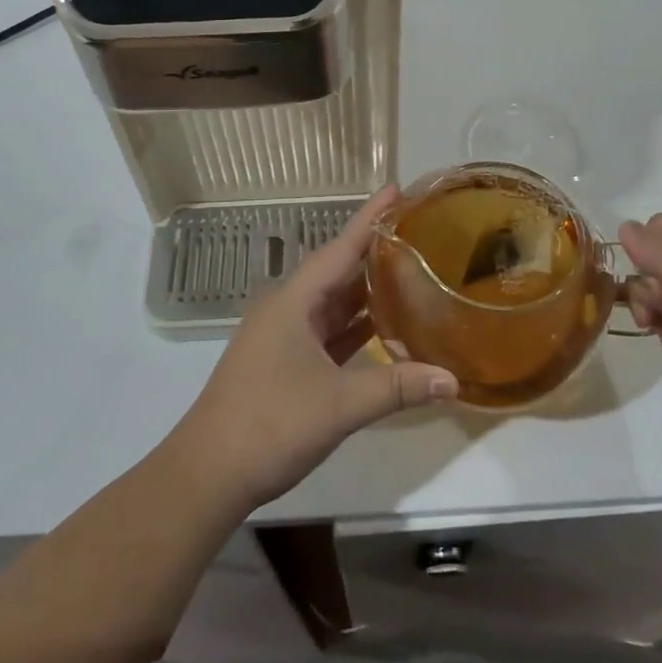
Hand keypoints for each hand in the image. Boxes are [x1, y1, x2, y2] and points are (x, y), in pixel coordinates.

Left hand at [170, 188, 457, 509]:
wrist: (208, 473)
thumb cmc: (270, 424)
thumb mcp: (340, 404)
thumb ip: (397, 387)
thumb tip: (453, 380)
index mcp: (294, 300)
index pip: (340, 247)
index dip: (370, 217)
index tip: (396, 188)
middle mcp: (287, 307)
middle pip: (338, 269)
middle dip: (374, 250)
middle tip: (417, 231)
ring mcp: (283, 335)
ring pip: (332, 302)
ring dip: (366, 289)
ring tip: (409, 270)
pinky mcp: (284, 361)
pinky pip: (327, 330)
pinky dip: (355, 325)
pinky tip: (383, 326)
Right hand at [618, 213, 661, 483]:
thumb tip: (625, 226)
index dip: (652, 247)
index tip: (654, 282)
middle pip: (660, 252)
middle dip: (649, 275)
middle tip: (660, 308)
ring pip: (652, 279)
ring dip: (644, 297)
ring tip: (653, 324)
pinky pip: (655, 308)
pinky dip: (646, 315)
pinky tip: (650, 332)